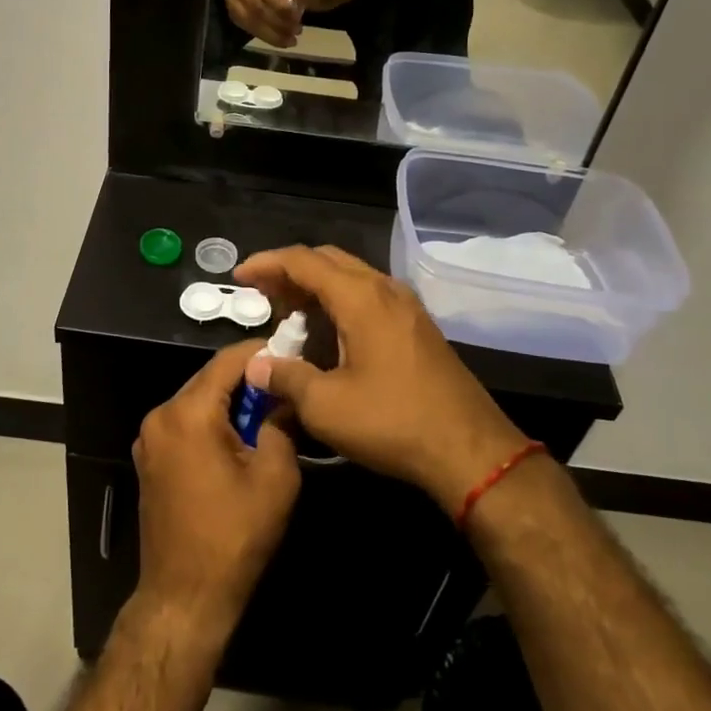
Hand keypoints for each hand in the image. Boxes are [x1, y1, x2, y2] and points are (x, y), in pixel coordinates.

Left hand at [132, 340, 301, 644]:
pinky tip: (239, 439)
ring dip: (230, 402)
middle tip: (286, 386)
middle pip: (210, 379)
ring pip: (198, 401)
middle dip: (248, 380)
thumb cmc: (233, 537)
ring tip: (269, 412)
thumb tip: (286, 396)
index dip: (262, 353)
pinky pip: (185, 424)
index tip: (293, 353)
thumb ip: (281, 424)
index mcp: (187, 413)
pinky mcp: (149, 459)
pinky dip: (212, 422)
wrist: (184, 597)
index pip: (228, 361)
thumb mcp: (274, 478)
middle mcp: (160, 416)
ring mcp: (149, 438)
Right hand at [224, 0, 301, 48]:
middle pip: (256, 9)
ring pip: (250, 22)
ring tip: (290, 40)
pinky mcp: (231, 10)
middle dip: (278, 24)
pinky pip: (247, 27)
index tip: (297, 17)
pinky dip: (264, 35)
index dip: (280, 6)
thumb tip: (298, 8)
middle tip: (297, 32)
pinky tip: (279, 39)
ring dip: (272, 35)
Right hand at [234, 246, 528, 515]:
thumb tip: (255, 366)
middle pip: (328, 260)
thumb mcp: (326, 406)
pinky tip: (327, 332)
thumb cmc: (393, 422)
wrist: (471, 450)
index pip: (304, 261)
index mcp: (360, 297)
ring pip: (351, 277)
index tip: (240, 276)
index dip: (267, 263)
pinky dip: (339, 301)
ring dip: (316, 286)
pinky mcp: (417, 326)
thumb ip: (284, 378)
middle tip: (261, 293)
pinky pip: (369, 295)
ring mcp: (406, 306)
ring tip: (288, 312)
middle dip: (290, 271)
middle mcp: (384, 289)